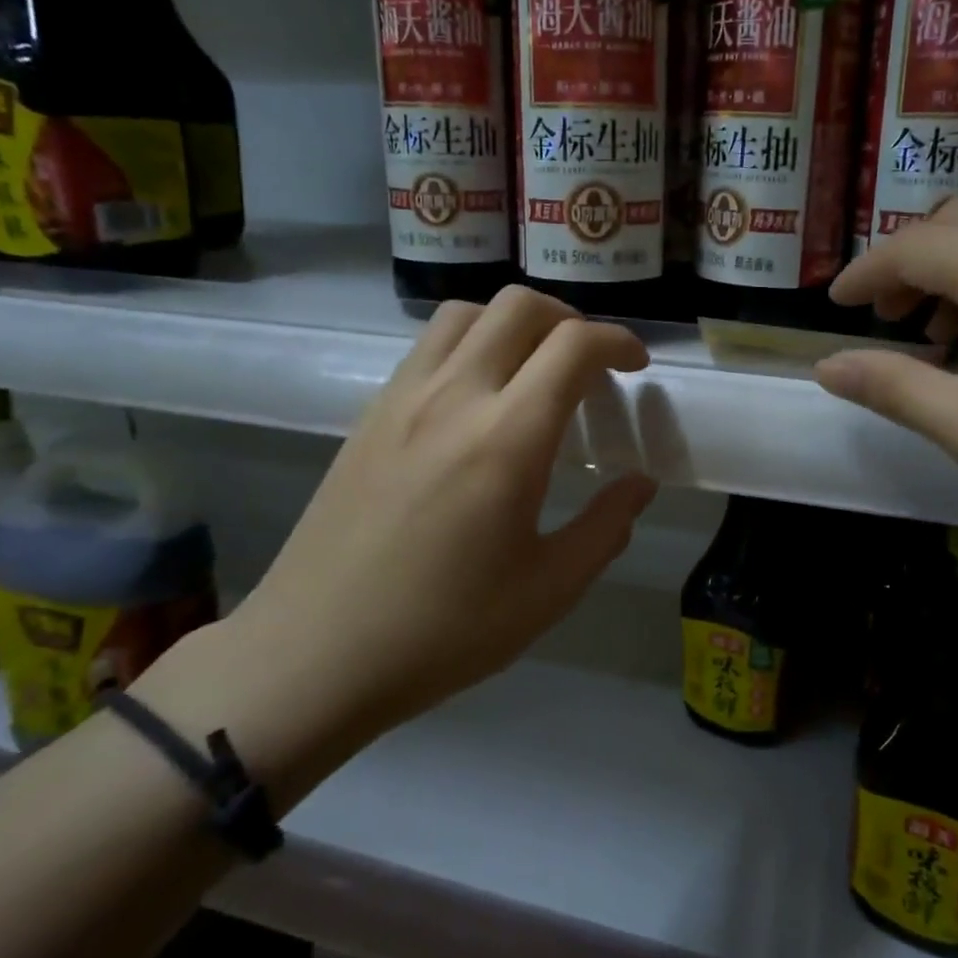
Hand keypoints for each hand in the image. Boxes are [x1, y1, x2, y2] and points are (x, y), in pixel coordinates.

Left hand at [142, 287, 657, 802]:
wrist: (317, 651)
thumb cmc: (444, 629)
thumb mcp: (548, 590)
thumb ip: (606, 527)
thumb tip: (640, 483)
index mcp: (508, 438)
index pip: (573, 346)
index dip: (618, 341)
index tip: (636, 366)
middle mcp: (454, 397)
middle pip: (519, 306)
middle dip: (570, 319)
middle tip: (589, 364)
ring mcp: (404, 398)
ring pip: (467, 313)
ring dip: (514, 323)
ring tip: (533, 368)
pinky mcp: (371, 413)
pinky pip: (429, 346)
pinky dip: (470, 343)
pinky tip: (477, 398)